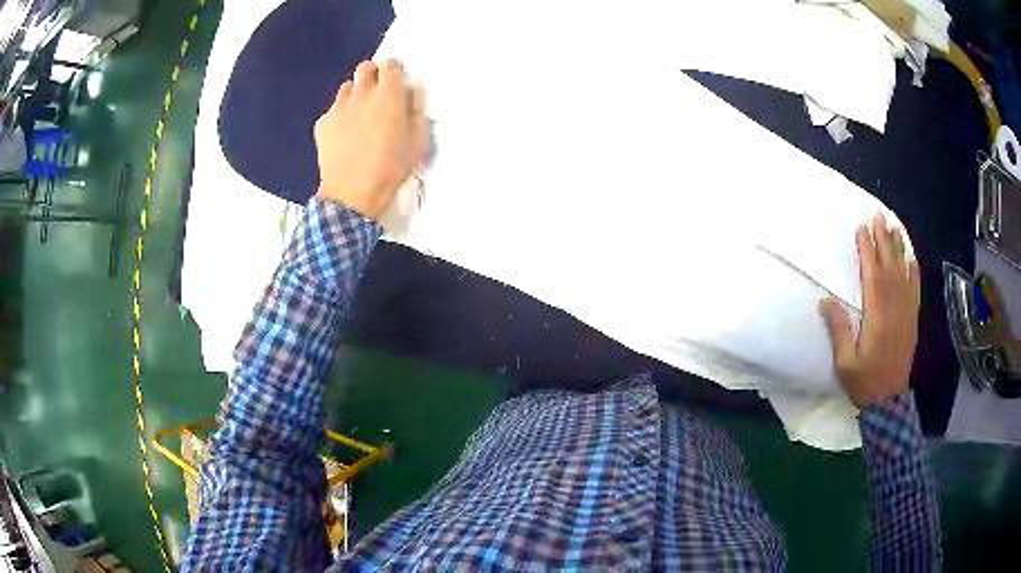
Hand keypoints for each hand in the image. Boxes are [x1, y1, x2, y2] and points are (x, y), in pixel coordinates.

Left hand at [314, 59, 428, 218]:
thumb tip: (410, 96)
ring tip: (360, 112)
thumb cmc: (391, 167)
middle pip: (365, 68)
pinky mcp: (323, 124)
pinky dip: (340, 115)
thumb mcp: (418, 141)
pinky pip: (333, 110)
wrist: (352, 194)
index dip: (395, 70)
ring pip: (346, 87)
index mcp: (388, 94)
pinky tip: (344, 133)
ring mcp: (338, 108)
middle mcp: (361, 94)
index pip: (390, 64)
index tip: (398, 81)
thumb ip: (416, 111)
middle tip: (379, 92)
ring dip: (356, 93)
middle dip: (373, 74)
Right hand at [820, 213, 920, 408]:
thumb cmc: (864, 382)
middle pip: (890, 268)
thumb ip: (839, 331)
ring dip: (899, 250)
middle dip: (884, 240)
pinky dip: (914, 272)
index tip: (862, 229)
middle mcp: (894, 309)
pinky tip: (911, 258)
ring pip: (904, 274)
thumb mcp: (845, 363)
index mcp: (877, 317)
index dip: (868, 251)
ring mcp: (906, 313)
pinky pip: (915, 290)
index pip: (873, 276)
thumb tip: (826, 300)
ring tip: (894, 228)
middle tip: (879, 217)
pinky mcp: (912, 320)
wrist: (889, 402)